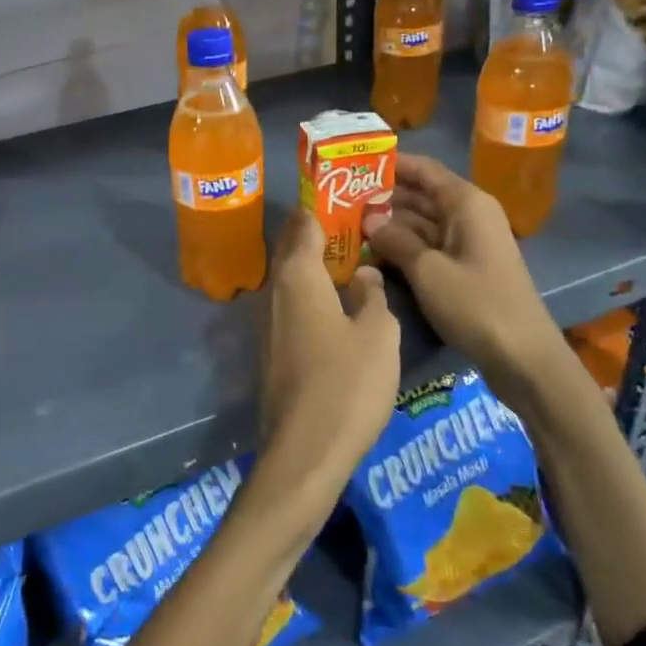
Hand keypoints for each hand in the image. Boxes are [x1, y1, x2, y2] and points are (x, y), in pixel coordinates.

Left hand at [254, 209, 400, 520]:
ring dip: (314, 266)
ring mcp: (267, 322)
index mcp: (298, 277)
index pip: (304, 224)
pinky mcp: (270, 350)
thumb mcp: (378, 334)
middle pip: (293, 249)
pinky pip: (291, 306)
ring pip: (290, 279)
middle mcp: (274, 292)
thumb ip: (372, 295)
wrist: (304, 451)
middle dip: (318, 233)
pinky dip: (310, 294)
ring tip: (350, 260)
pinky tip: (336, 305)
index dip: (321, 206)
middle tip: (354, 224)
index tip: (344, 195)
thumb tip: (362, 274)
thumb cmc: (346, 384)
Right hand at [364, 155, 563, 411]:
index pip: (424, 169)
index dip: (391, 164)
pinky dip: (403, 246)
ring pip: (421, 222)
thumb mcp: (427, 270)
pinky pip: (428, 246)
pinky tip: (371, 252)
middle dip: (383, 196)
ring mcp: (468, 243)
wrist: (523, 356)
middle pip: (421, 194)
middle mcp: (469, 215)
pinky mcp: (465, 268)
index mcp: (466, 203)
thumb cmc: (477, 304)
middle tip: (339, 199)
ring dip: (389, 224)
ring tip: (347, 224)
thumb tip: (368, 220)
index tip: (353, 163)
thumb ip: (395, 240)